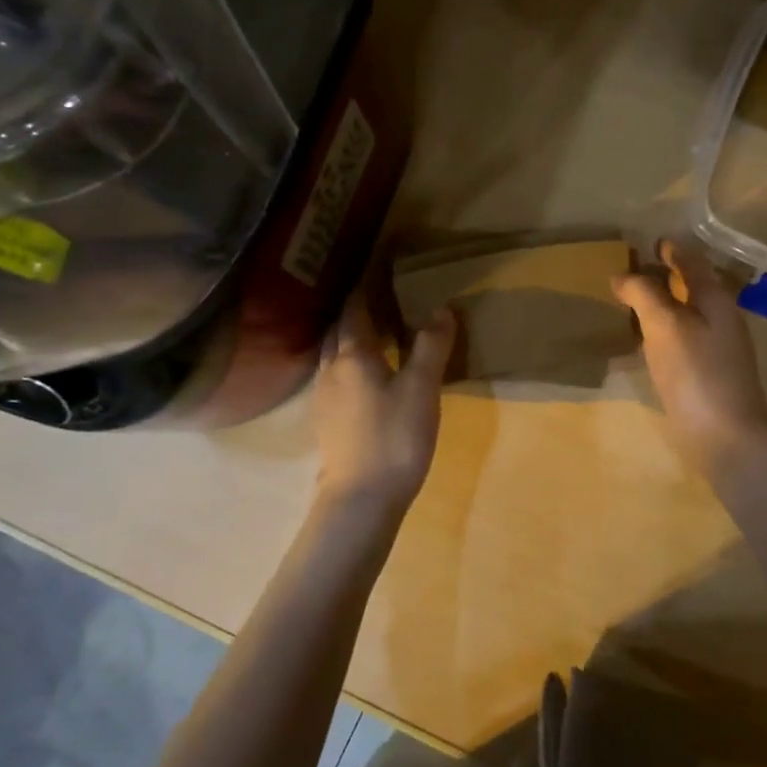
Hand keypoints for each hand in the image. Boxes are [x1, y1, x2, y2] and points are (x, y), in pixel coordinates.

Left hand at [314, 291, 454, 510]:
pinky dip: (349, 362)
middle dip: (356, 310)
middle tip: (380, 296)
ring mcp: (324, 397)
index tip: (378, 268)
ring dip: (350, 336)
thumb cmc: (394, 437)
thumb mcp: (422, 388)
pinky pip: (335, 376)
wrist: (361, 498)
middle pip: (339, 329)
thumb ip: (431, 346)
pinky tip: (366, 374)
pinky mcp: (328, 420)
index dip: (365, 287)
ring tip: (374, 331)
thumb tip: (441, 309)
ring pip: (333, 354)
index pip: (355, 309)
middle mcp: (331, 369)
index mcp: (352, 355)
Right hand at [613, 238, 766, 472]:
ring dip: (661, 303)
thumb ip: (644, 295)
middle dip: (663, 275)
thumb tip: (622, 276)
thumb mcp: (665, 325)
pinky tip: (643, 341)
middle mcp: (719, 319)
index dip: (671, 249)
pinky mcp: (705, 374)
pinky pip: (680, 339)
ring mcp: (715, 349)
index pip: (692, 262)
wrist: (726, 437)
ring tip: (630, 301)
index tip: (648, 242)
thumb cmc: (696, 373)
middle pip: (691, 286)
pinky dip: (661, 331)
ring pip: (685, 314)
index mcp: (715, 299)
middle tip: (630, 270)